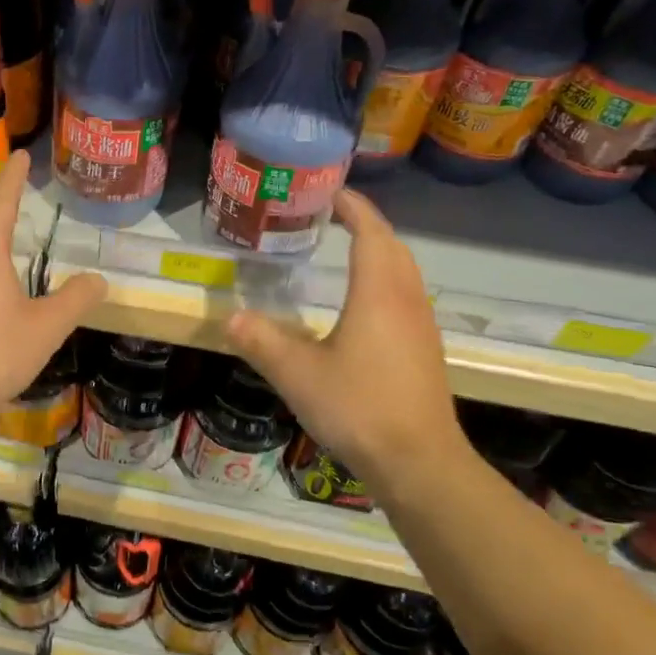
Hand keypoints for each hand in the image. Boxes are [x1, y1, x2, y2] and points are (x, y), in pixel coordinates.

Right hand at [226, 189, 468, 490]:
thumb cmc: (359, 407)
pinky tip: (362, 306)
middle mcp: (406, 300)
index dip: (353, 207)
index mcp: (377, 293)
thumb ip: (261, 342)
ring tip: (345, 251)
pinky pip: (406, 296)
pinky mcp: (425, 350)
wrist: (418, 461)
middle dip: (366, 225)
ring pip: (403, 272)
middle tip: (331, 217)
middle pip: (392, 246)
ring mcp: (421, 326)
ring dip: (379, 252)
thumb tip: (230, 317)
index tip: (329, 192)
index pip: (371, 232)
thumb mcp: (297, 375)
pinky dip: (384, 281)